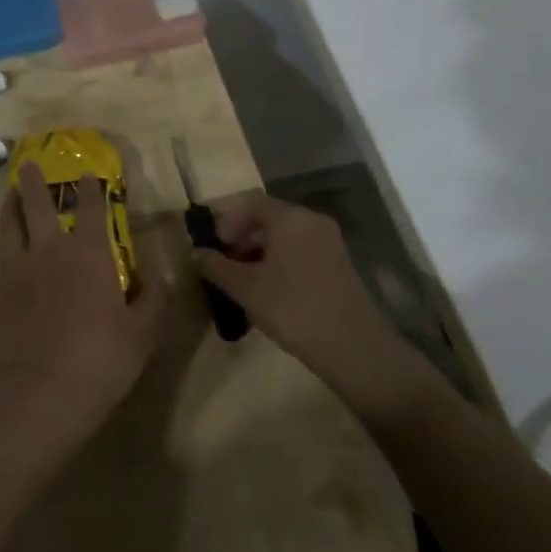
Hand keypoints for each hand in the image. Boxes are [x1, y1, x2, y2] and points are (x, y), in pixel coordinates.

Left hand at [0, 163, 169, 452]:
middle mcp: (50, 249)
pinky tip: (11, 252)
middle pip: (36, 203)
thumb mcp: (143, 334)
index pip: (90, 207)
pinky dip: (7, 244)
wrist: (41, 393)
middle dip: (32, 180)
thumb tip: (158, 277)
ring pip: (9, 223)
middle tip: (28, 164)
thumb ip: (153, 300)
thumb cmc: (101, 359)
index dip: (89, 188)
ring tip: (10, 195)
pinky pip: (2, 256)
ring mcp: (19, 268)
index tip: (86, 174)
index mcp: (89, 253)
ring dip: (10, 203)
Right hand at [193, 195, 430, 421]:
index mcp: (290, 218)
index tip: (214, 248)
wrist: (354, 348)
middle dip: (242, 238)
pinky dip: (280, 262)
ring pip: (285, 237)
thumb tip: (196, 253)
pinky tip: (271, 292)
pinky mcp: (339, 264)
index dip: (226, 222)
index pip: (250, 203)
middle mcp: (312, 221)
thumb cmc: (293, 309)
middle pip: (268, 218)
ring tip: (244, 283)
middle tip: (225, 266)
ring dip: (260, 253)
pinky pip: (301, 251)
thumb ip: (216, 266)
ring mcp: (330, 242)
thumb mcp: (246, 288)